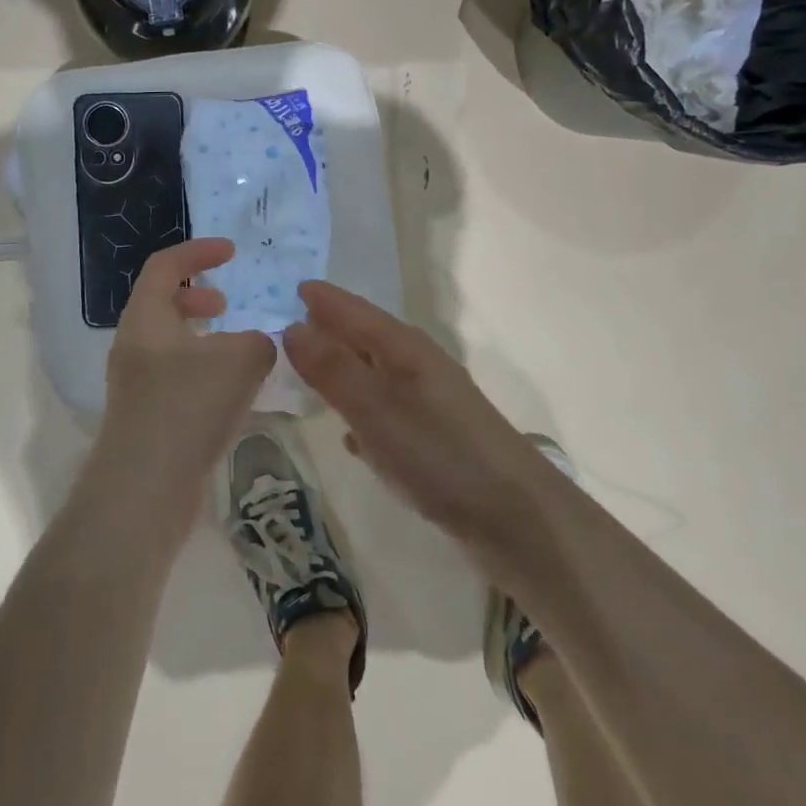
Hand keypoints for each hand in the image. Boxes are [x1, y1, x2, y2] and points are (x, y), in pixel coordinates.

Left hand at [85, 238, 275, 544]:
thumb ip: (258, 342)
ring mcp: (135, 383)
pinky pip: (175, 376)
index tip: (231, 252)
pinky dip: (202, 369)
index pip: (165, 266)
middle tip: (228, 303)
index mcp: (146, 318)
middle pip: (161, 303)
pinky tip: (231, 393)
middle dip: (197, 296)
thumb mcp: (240, 361)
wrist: (143, 490)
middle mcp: (133, 345)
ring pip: (170, 342)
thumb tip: (255, 346)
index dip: (199, 252)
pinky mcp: (146, 416)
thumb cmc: (187, 408)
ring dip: (203, 337)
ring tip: (238, 350)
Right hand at [285, 280, 549, 549]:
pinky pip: (385, 412)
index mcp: (404, 349)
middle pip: (366, 337)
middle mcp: (417, 367)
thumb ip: (332, 369)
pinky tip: (349, 436)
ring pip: (375, 374)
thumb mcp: (375, 409)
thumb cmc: (439, 454)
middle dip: (331, 329)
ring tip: (309, 373)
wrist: (515, 517)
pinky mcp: (434, 439)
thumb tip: (292, 327)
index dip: (325, 300)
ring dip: (344, 370)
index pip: (356, 311)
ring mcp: (429, 403)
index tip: (294, 287)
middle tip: (289, 325)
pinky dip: (362, 412)